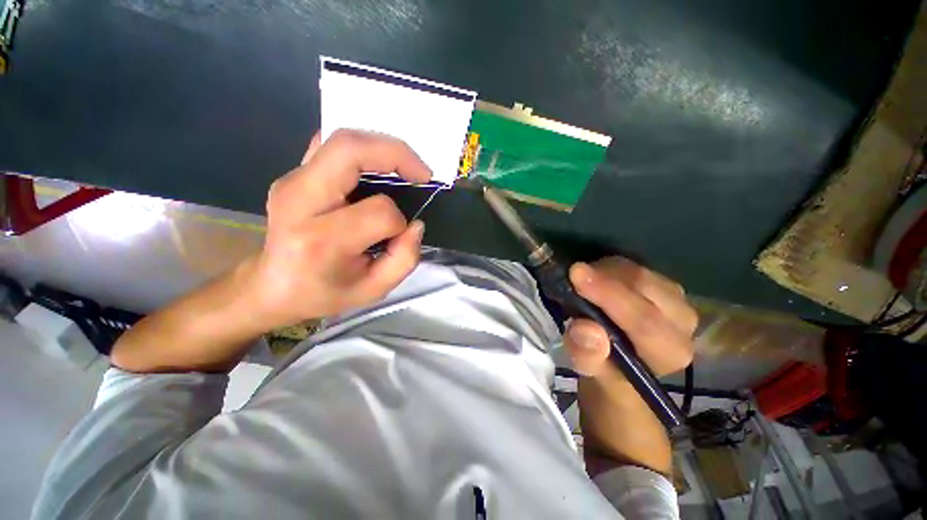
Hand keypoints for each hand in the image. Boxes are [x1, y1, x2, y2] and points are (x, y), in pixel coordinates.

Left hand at [244, 129, 431, 329]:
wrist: (272, 286)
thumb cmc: (323, 292)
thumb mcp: (373, 290)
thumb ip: (405, 259)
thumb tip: (415, 224)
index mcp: (320, 239)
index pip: (378, 212)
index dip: (400, 222)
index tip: (400, 234)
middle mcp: (300, 201)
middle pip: (350, 150)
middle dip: (397, 155)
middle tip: (422, 173)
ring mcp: (291, 181)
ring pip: (341, 140)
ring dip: (382, 147)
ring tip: (405, 167)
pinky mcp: (293, 175)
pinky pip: (330, 145)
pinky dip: (361, 148)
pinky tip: (376, 166)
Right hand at [562, 256, 696, 475]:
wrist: (622, 365)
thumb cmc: (606, 372)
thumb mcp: (591, 371)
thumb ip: (588, 355)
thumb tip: (585, 329)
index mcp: (669, 352)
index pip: (641, 319)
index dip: (607, 294)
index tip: (576, 273)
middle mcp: (683, 324)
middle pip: (644, 287)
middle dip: (604, 276)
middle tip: (572, 274)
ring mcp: (678, 302)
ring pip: (640, 273)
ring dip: (606, 271)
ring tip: (582, 281)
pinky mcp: (666, 288)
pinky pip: (636, 268)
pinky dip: (611, 268)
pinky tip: (597, 277)